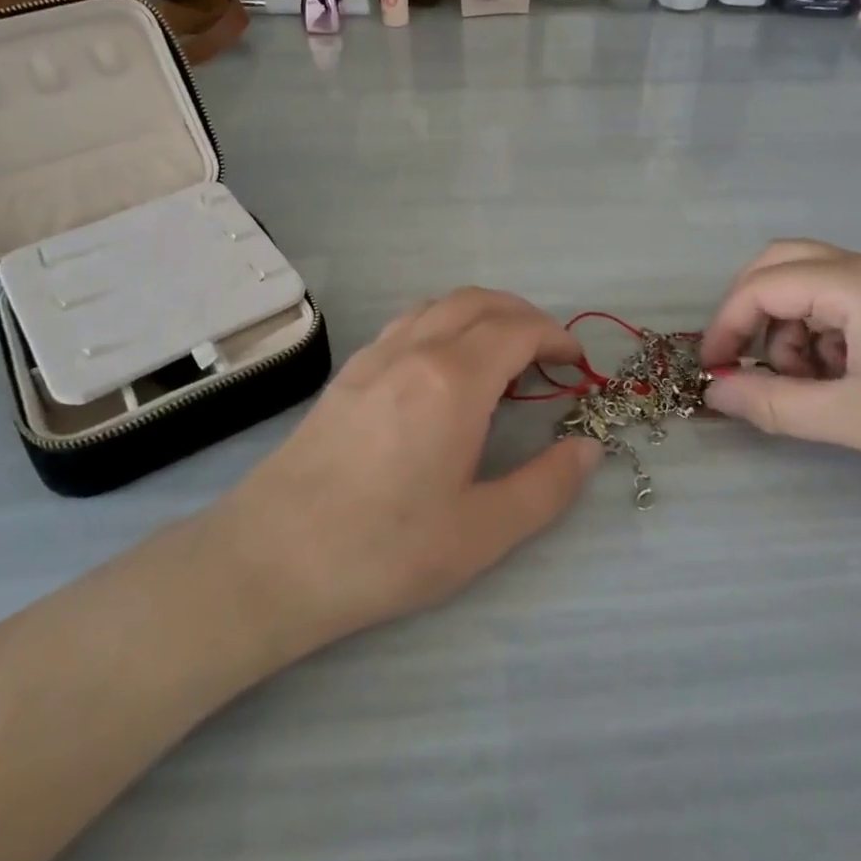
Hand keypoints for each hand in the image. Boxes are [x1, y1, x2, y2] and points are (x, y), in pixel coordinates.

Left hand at [216, 289, 603, 652]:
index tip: (576, 363)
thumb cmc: (384, 549)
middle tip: (548, 353)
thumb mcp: (482, 533)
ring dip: (483, 312)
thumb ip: (547, 487)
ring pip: (441, 304)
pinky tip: (443, 364)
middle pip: (481, 302)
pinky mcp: (349, 371)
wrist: (271, 558)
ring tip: (502, 352)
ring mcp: (376, 355)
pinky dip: (444, 321)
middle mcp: (416, 350)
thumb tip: (589, 448)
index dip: (555, 338)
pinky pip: (409, 320)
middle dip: (525, 316)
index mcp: (454, 381)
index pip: (518, 331)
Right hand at [699, 240, 860, 488]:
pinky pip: (842, 299)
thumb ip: (773, 404)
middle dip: (753, 312)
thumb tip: (713, 392)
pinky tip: (842, 376)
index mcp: (855, 283)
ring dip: (791, 326)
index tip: (713, 368)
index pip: (763, 286)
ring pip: (810, 282)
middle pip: (781, 264)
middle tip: (749, 361)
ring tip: (810, 383)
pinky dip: (822, 331)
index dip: (728, 324)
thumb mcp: (851, 417)